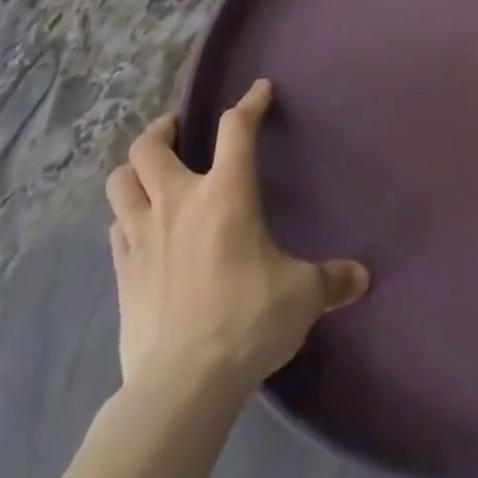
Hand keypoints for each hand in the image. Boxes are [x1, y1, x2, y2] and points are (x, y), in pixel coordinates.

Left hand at [104, 78, 369, 396]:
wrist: (181, 386)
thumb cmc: (247, 321)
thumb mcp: (301, 296)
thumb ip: (331, 280)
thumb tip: (362, 278)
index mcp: (226, 193)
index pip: (237, 127)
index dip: (250, 103)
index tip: (260, 91)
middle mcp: (178, 202)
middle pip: (150, 146)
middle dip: (163, 129)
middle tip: (178, 130)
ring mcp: (142, 237)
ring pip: (120, 182)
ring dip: (134, 171)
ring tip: (150, 174)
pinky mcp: (121, 274)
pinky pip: (115, 229)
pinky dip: (125, 218)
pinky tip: (139, 229)